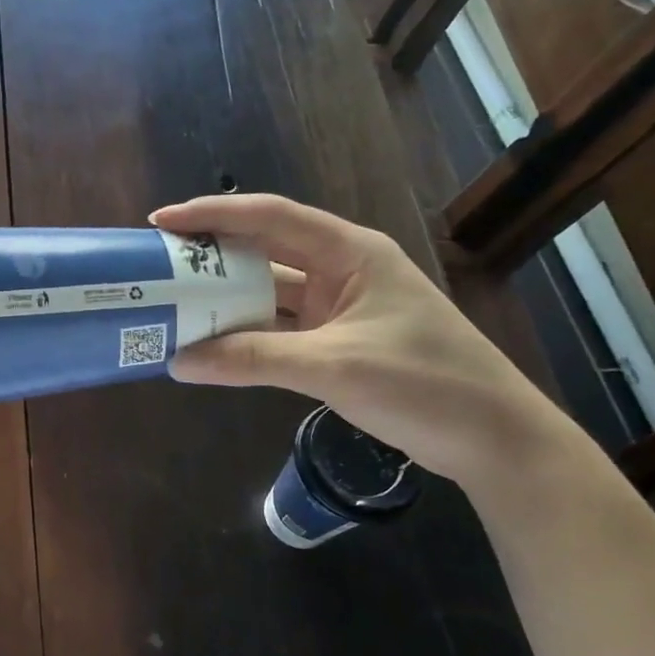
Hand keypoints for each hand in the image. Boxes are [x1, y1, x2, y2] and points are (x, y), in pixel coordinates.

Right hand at [151, 194, 563, 486]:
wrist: (496, 441)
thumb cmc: (426, 384)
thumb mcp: (334, 366)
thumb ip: (252, 360)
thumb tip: (178, 362)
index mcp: (349, 252)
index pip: (268, 217)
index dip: (212, 214)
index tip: (162, 223)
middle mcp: (341, 270)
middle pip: (263, 251)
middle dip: (210, 256)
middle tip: (158, 266)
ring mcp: (339, 307)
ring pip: (267, 293)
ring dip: (225, 300)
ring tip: (173, 305)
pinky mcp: (336, 341)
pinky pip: (278, 328)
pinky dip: (245, 335)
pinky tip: (211, 344)